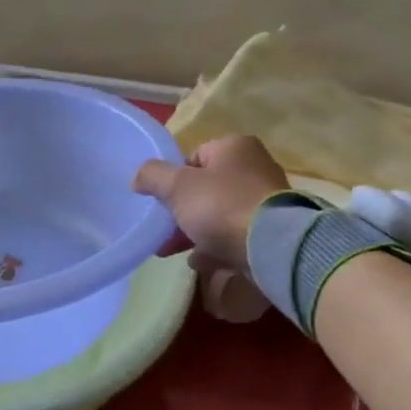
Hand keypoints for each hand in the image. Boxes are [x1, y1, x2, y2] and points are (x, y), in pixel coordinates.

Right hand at [132, 135, 290, 270]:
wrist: (271, 247)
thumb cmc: (220, 206)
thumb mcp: (176, 186)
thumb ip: (152, 176)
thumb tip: (138, 178)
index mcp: (235, 147)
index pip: (194, 157)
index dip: (174, 179)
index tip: (162, 201)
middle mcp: (255, 167)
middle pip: (206, 188)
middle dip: (182, 210)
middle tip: (164, 229)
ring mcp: (266, 201)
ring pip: (219, 214)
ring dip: (195, 231)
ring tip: (174, 250)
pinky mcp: (272, 231)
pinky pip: (235, 236)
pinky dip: (216, 247)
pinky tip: (200, 262)